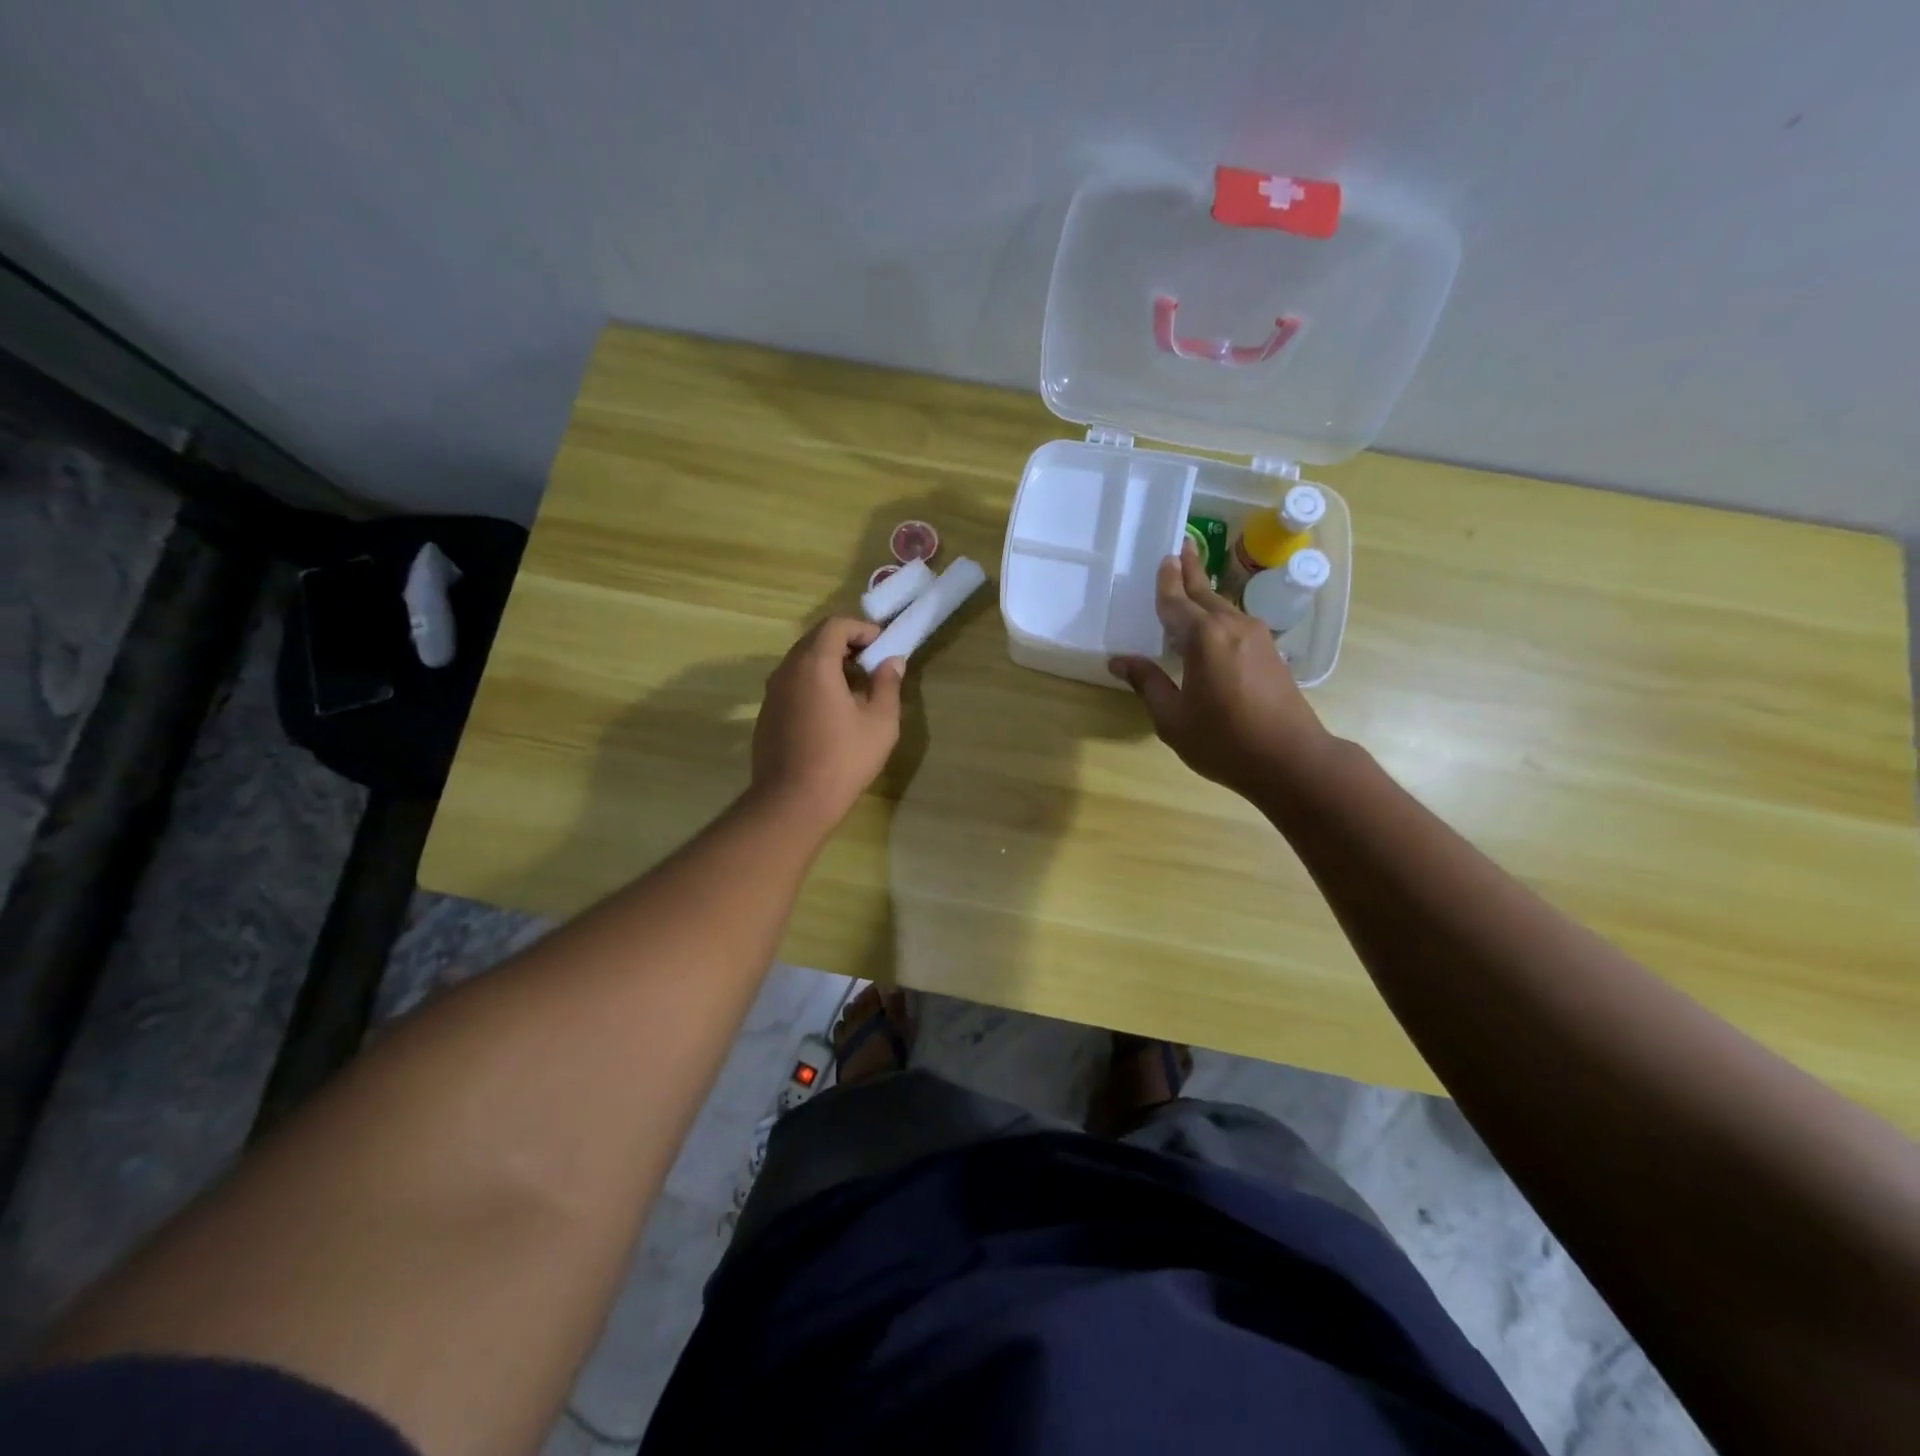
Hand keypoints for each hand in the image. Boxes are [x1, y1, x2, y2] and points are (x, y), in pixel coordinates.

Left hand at [750, 617, 903, 831]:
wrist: (791, 802)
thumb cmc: (843, 759)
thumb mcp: (880, 723)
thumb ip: (888, 685)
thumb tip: (892, 661)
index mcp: (814, 664)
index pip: (835, 625)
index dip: (862, 629)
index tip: (882, 646)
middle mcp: (787, 670)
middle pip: (815, 640)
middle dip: (846, 644)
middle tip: (871, 664)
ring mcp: (772, 692)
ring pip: (801, 662)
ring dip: (829, 664)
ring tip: (855, 689)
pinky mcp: (766, 714)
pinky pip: (792, 684)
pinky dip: (813, 683)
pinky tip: (831, 712)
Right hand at [1109, 540, 1334, 796]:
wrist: (1291, 760)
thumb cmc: (1224, 741)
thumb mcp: (1173, 718)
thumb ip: (1148, 683)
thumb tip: (1120, 660)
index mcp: (1204, 638)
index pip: (1176, 603)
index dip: (1166, 583)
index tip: (1164, 559)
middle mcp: (1232, 626)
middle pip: (1206, 594)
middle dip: (1192, 571)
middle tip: (1183, 547)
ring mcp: (1258, 637)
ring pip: (1224, 607)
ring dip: (1207, 593)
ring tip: (1194, 580)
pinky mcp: (1271, 652)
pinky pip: (1237, 623)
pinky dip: (1219, 615)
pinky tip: (1213, 624)